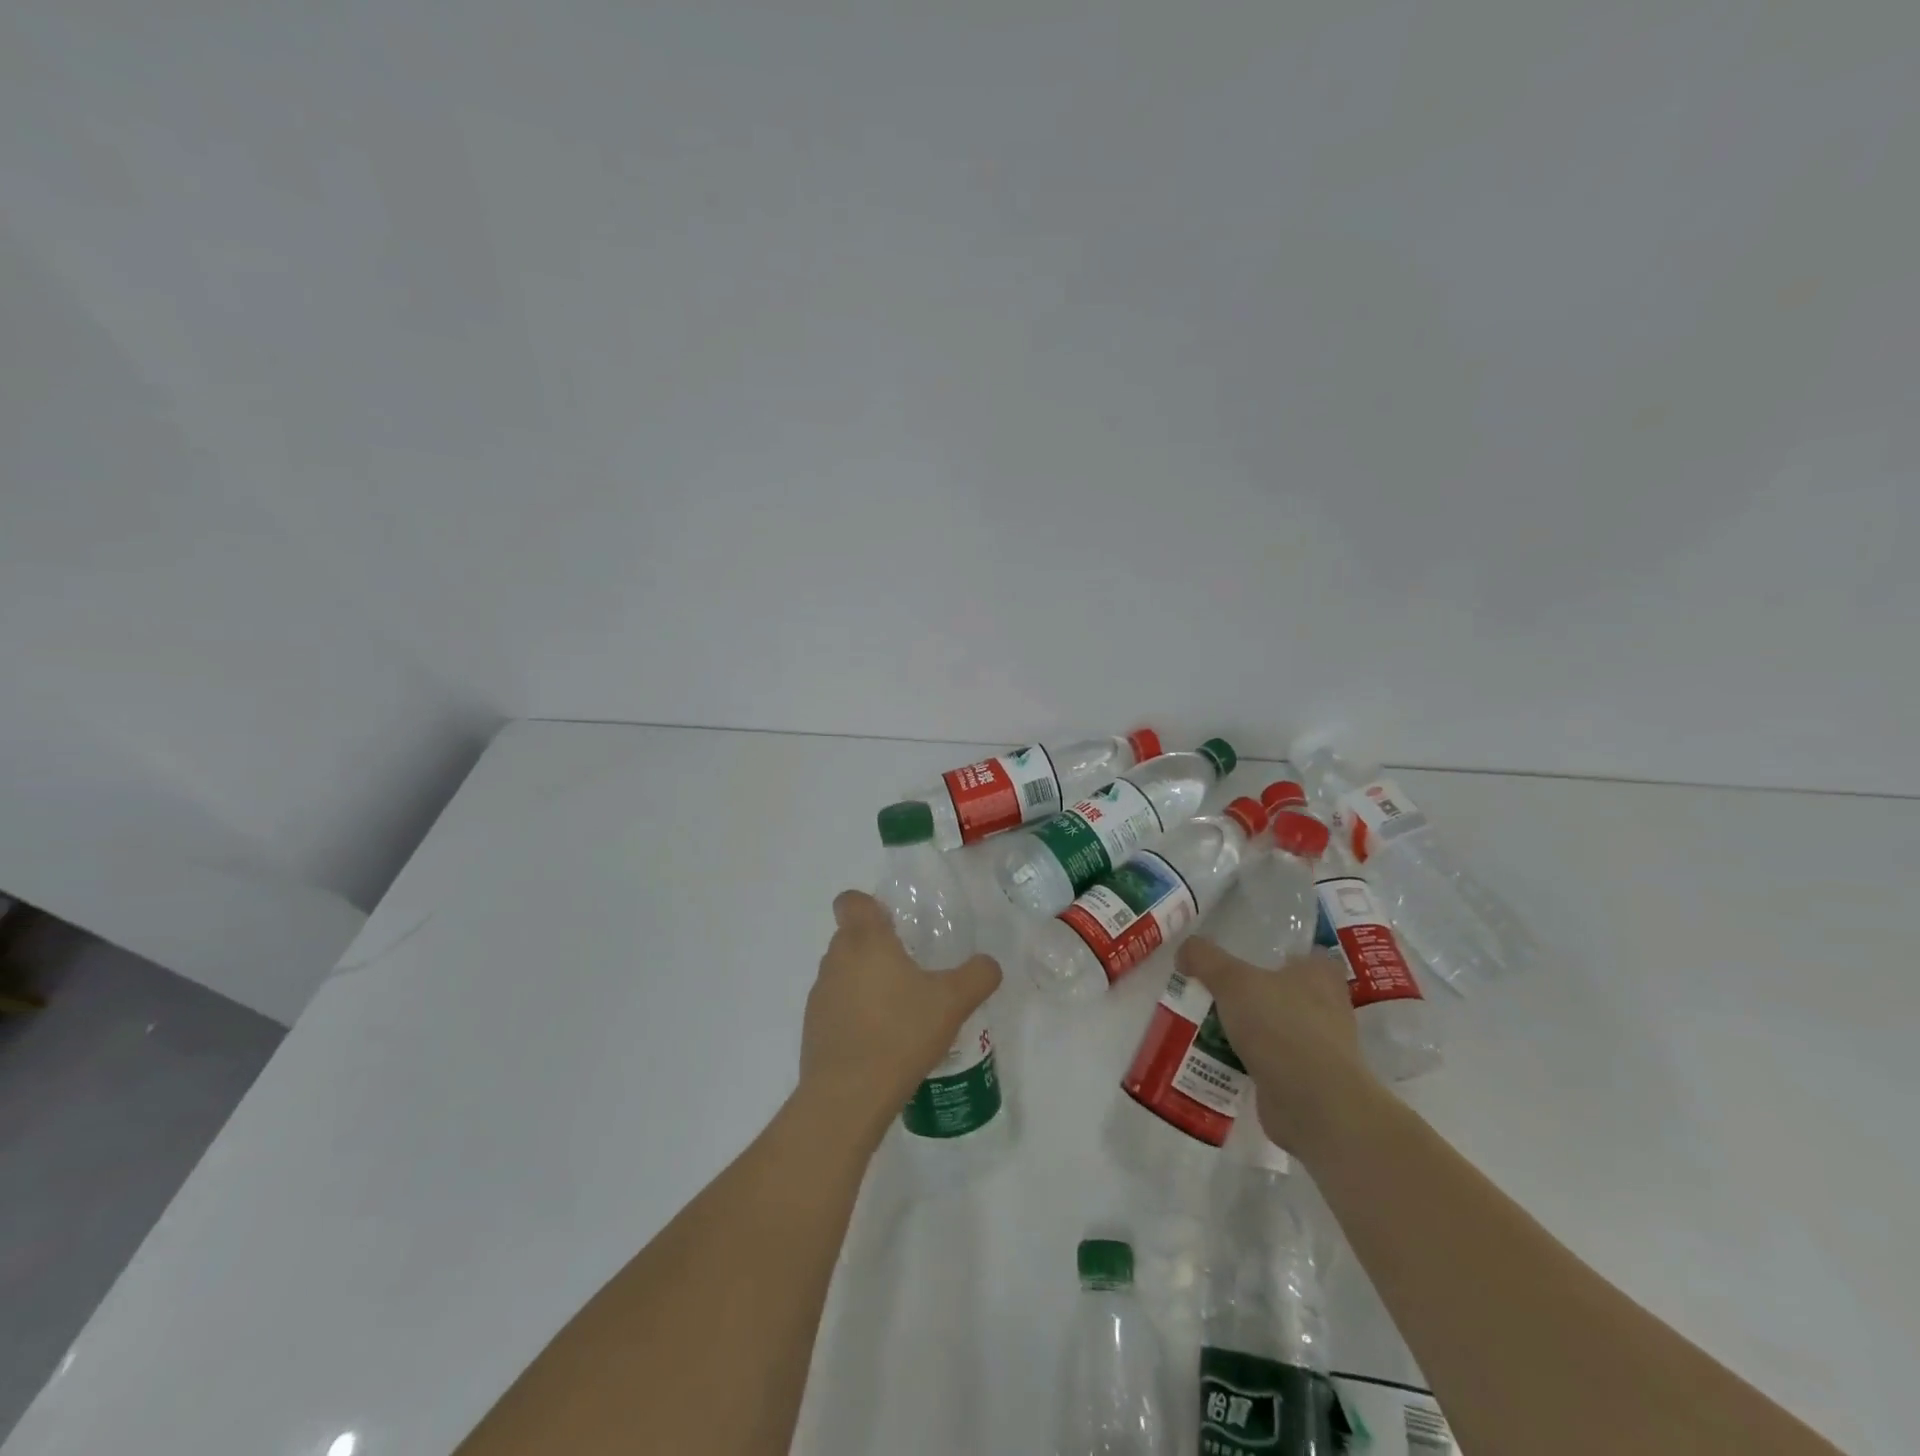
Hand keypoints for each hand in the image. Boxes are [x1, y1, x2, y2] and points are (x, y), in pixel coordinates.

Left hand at [799, 891, 1002, 1133]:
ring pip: (844, 973)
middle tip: (912, 971)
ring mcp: (820, 995)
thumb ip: (978, 974)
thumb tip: (988, 964)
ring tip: (901, 1011)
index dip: (870, 906)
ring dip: (866, 982)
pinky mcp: (813, 1029)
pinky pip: (837, 1007)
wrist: (848, 1096)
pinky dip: (855, 1015)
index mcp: (865, 939)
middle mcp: (836, 959)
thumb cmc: (900, 1033)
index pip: (851, 900)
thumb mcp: (954, 1001)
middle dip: (878, 948)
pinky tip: (883, 1042)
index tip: (895, 926)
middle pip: (851, 936)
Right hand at [1177, 936, 1382, 1162]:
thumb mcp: (1232, 981)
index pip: (1301, 952)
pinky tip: (1217, 1058)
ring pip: (1274, 1026)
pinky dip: (1247, 1059)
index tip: (1243, 953)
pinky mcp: (1305, 1080)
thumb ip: (1205, 958)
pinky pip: (1269, 1060)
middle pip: (1282, 990)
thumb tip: (1185, 951)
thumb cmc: (1280, 1026)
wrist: (1313, 1103)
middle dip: (1251, 992)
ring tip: (1205, 1022)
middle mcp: (1326, 1007)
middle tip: (1213, 988)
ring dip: (1247, 1028)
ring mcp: (1318, 1047)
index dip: (1274, 951)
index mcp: (1320, 974)